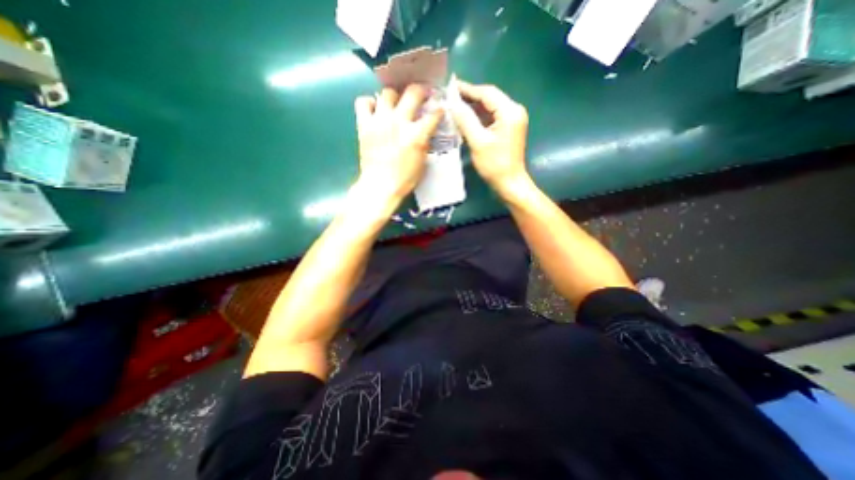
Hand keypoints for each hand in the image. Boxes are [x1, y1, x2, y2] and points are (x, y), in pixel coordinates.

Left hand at [354, 84, 444, 204]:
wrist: (380, 186)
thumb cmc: (404, 179)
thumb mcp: (422, 162)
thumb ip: (425, 143)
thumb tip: (425, 132)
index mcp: (417, 134)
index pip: (434, 114)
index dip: (439, 110)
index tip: (439, 109)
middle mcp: (399, 122)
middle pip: (412, 92)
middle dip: (420, 91)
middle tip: (421, 95)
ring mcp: (380, 121)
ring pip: (387, 93)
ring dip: (394, 97)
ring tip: (395, 104)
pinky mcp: (364, 125)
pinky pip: (363, 102)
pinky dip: (370, 103)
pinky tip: (375, 111)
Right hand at [451, 81, 532, 194]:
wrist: (509, 183)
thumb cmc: (494, 164)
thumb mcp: (478, 141)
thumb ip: (465, 120)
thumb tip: (452, 102)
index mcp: (510, 111)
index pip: (487, 93)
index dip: (468, 89)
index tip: (450, 87)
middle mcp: (514, 110)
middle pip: (489, 98)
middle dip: (470, 97)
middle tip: (450, 97)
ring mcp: (512, 119)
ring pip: (490, 107)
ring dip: (473, 107)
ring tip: (454, 106)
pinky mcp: (509, 128)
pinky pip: (492, 117)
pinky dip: (479, 117)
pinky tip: (466, 118)